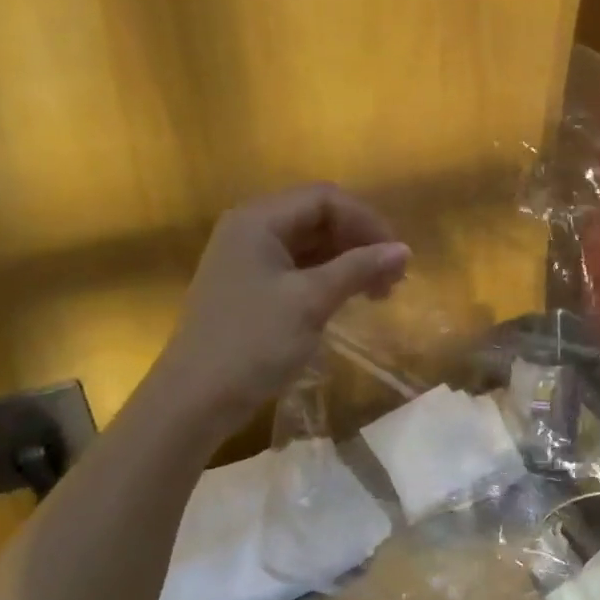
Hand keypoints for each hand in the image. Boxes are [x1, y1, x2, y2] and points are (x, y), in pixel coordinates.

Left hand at [160, 184, 409, 428]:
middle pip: (318, 218)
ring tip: (379, 292)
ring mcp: (249, 260)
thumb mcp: (311, 301)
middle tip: (393, 278)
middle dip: (360, 242)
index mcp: (258, 221)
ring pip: (312, 245)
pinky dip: (330, 278)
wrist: (196, 400)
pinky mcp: (252, 288)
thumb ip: (358, 269)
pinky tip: (350, 299)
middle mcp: (251, 230)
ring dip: (349, 261)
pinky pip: (300, 269)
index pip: (325, 199)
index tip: (396, 256)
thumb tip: (404, 250)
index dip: (366, 221)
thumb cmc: (253, 342)